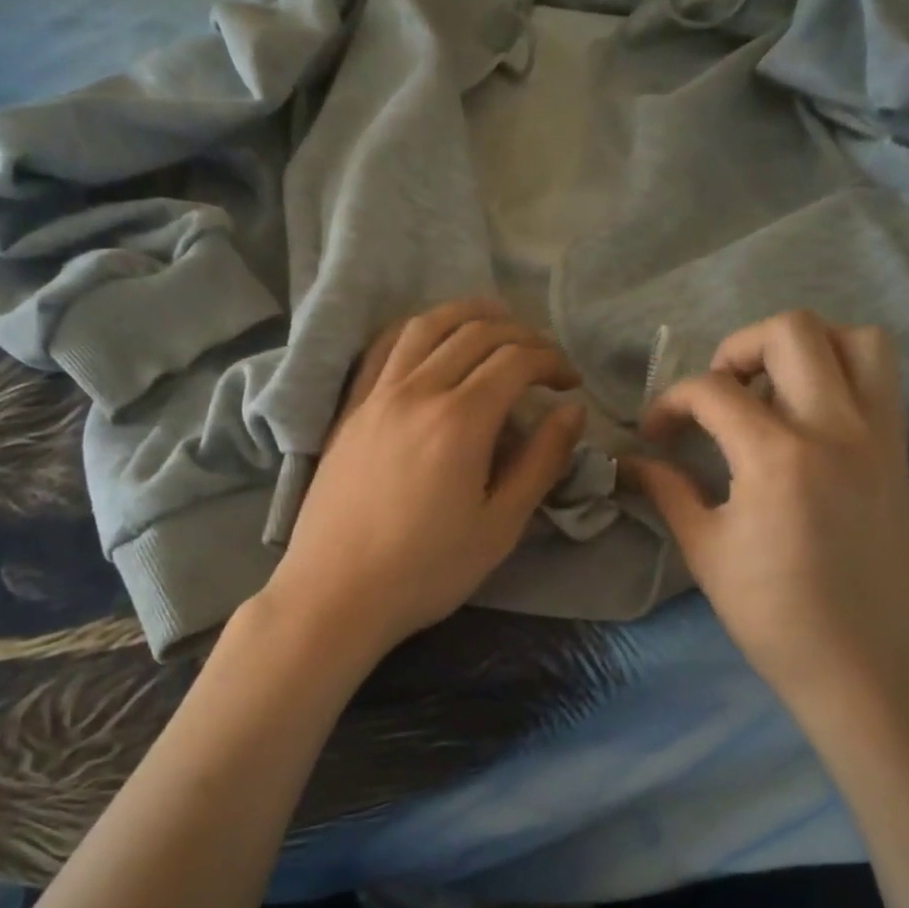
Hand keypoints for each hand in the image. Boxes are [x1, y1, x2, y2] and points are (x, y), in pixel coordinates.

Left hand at [262, 299, 585, 660]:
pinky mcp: (350, 409)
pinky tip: (431, 340)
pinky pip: (384, 348)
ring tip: (496, 323)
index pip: (516, 361)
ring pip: (426, 326)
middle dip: (521, 335)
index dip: (552, 362)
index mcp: (460, 421)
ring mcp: (376, 395)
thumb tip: (572, 412)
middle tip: (544, 359)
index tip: (570, 384)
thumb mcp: (500, 526)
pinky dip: (417, 330)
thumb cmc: (425, 571)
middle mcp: (417, 392)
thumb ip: (541, 462)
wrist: (336, 593)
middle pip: (476, 334)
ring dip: (468, 315)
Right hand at [627, 311, 908, 730]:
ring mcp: (877, 436)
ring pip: (855, 338)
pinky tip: (808, 414)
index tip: (657, 434)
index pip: (712, 391)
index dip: (670, 403)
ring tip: (771, 389)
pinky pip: (882, 378)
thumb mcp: (705, 550)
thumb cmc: (771, 614)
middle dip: (737, 348)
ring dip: (804, 347)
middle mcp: (835, 429)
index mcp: (777, 457)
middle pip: (791, 331)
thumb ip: (667, 490)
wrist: (862, 664)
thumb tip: (629, 462)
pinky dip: (842, 370)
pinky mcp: (899, 452)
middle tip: (718, 393)